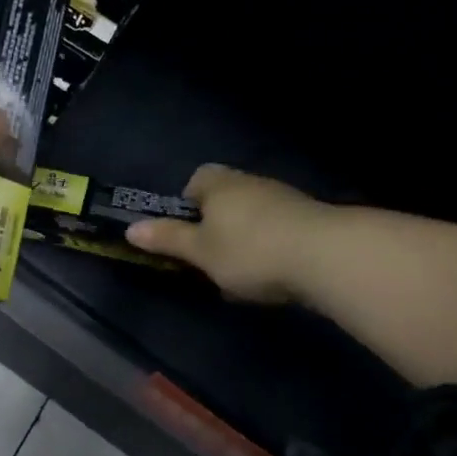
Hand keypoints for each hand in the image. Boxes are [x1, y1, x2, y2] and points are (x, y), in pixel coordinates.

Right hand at [125, 165, 324, 303]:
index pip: (196, 179)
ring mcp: (284, 198)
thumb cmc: (248, 250)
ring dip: (244, 239)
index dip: (187, 205)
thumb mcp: (199, 251)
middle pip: (225, 198)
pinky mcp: (310, 219)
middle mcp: (251, 182)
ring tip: (241, 275)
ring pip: (252, 216)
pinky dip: (270, 248)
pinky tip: (271, 275)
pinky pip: (277, 230)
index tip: (187, 234)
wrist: (325, 256)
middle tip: (209, 259)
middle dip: (216, 226)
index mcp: (219, 184)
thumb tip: (131, 228)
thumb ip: (167, 239)